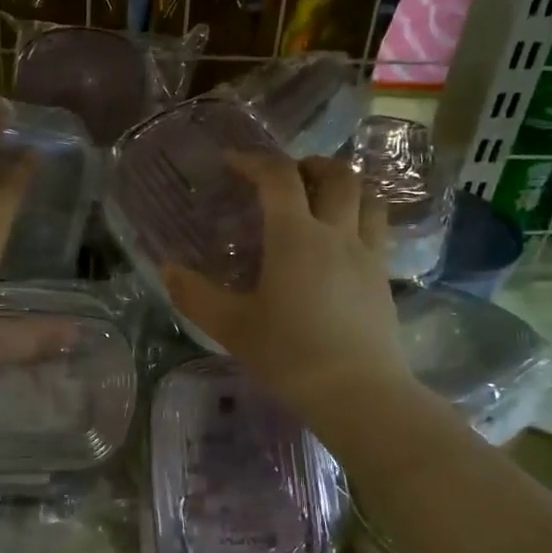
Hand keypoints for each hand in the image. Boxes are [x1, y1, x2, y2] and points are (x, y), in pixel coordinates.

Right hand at [162, 153, 414, 424]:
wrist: (357, 392)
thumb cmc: (289, 355)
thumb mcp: (232, 327)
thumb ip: (195, 295)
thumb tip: (167, 268)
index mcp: (295, 236)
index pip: (278, 177)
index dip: (254, 161)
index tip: (232, 162)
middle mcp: (336, 233)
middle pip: (336, 175)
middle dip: (309, 164)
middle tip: (287, 176)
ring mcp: (367, 254)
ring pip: (367, 197)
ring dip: (344, 186)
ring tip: (322, 199)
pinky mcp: (384, 278)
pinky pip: (378, 229)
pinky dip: (361, 216)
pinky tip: (344, 241)